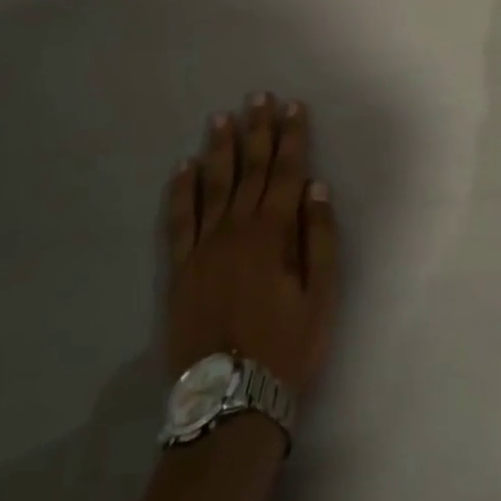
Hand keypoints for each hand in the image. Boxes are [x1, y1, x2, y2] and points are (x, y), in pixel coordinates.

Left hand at [164, 95, 337, 399]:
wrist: (230, 403)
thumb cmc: (287, 348)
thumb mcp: (321, 296)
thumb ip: (319, 238)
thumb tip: (317, 187)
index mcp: (273, 233)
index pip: (286, 172)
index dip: (291, 137)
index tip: (292, 106)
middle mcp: (236, 230)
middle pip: (250, 170)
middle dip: (257, 131)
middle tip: (257, 97)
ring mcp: (204, 248)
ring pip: (213, 186)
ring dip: (220, 149)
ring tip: (222, 117)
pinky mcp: (180, 269)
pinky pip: (179, 220)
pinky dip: (181, 191)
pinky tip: (183, 167)